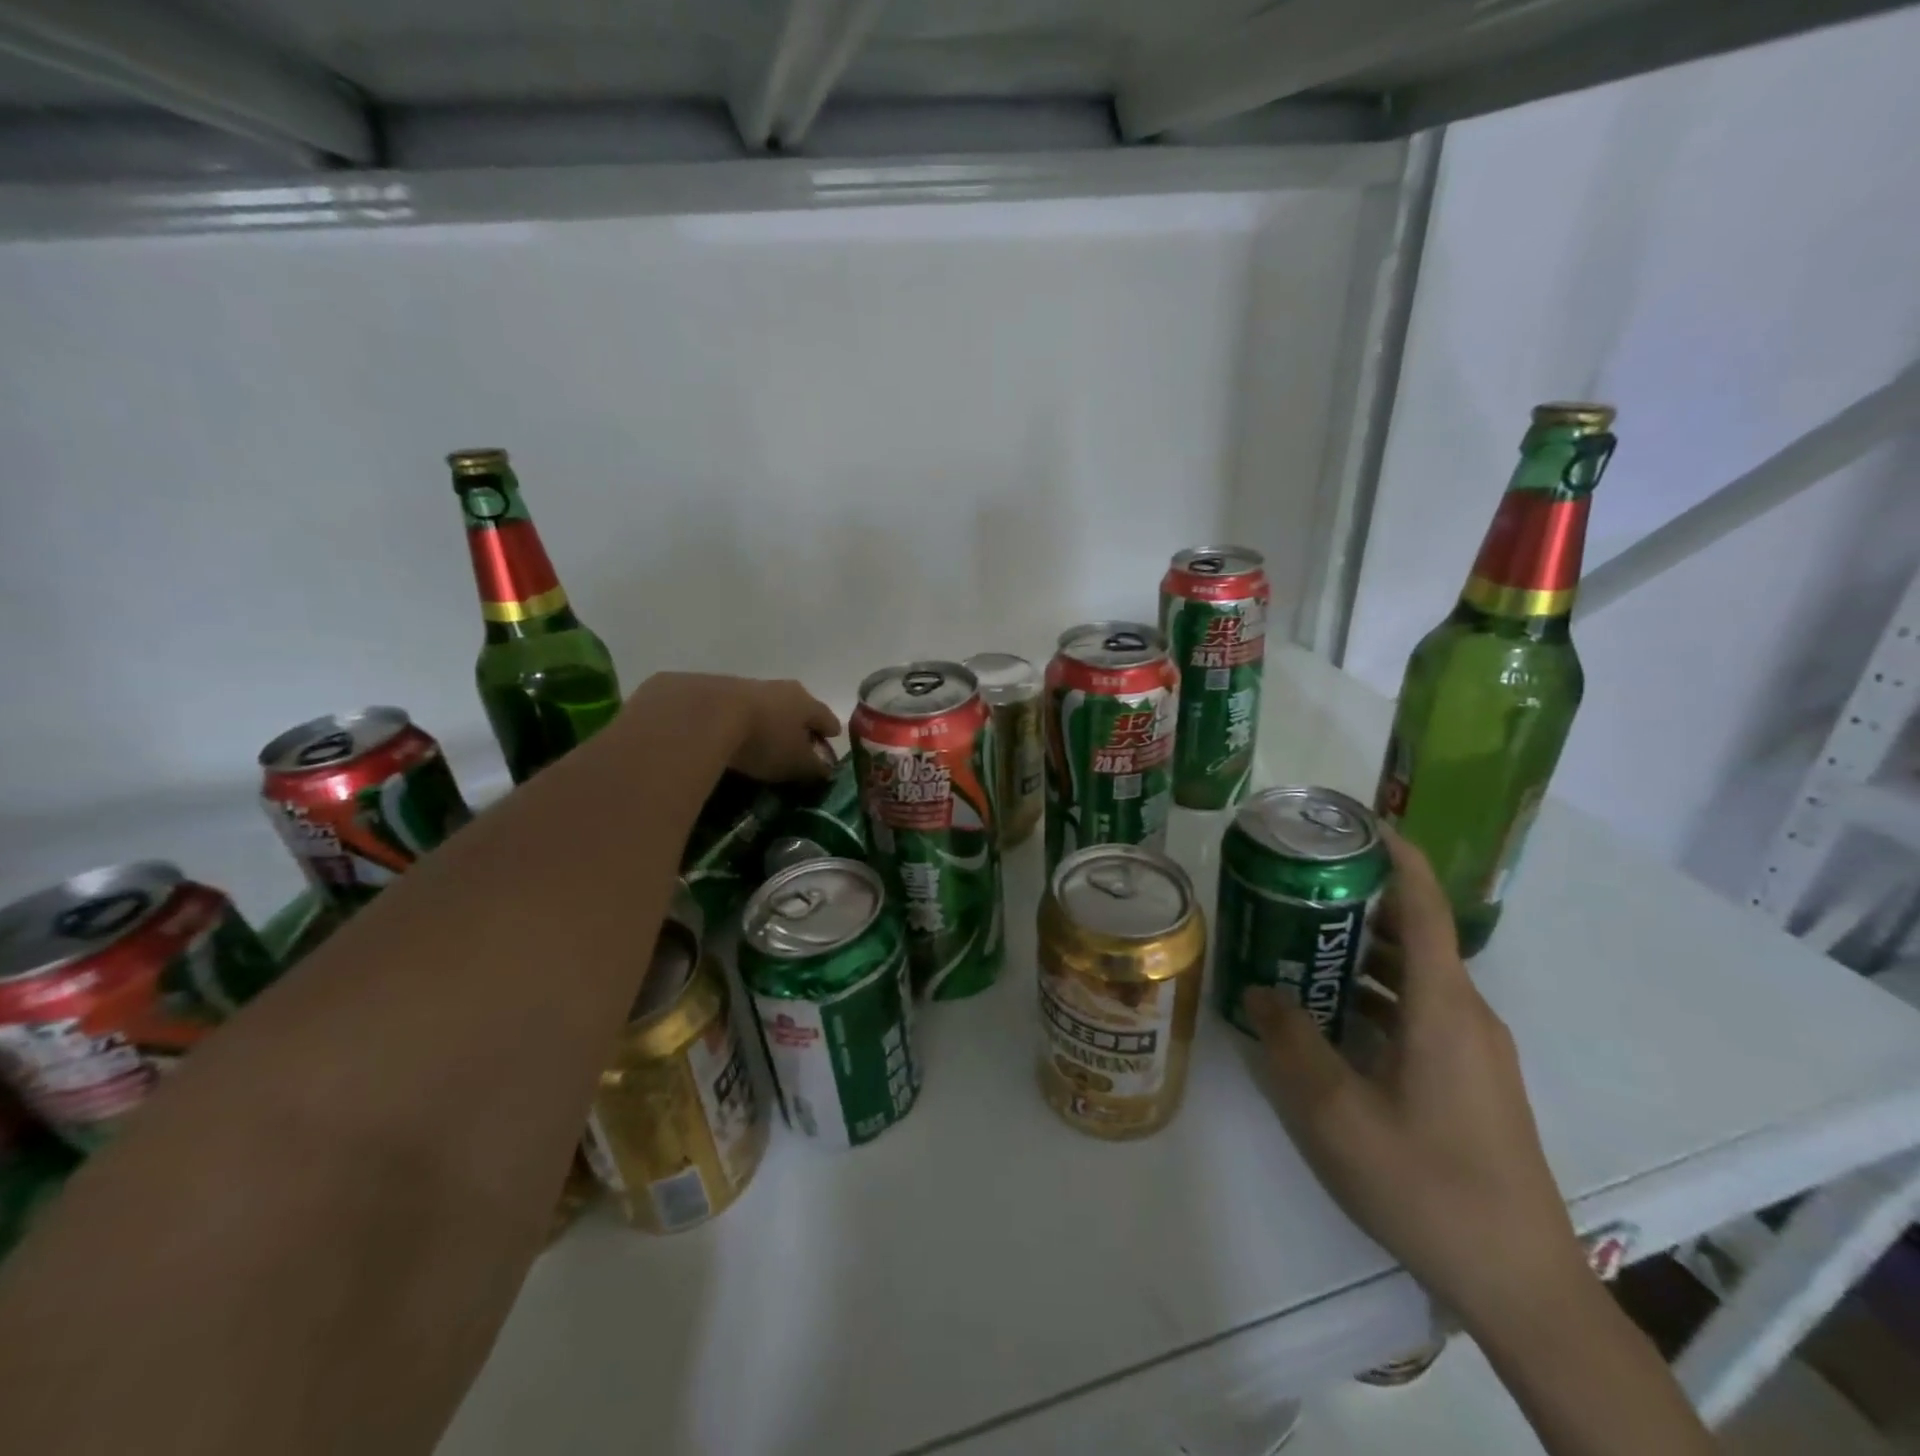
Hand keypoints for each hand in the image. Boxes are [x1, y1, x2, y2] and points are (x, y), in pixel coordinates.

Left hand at [638, 673, 840, 783]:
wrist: (703, 715)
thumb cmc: (764, 741)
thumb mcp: (796, 764)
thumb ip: (815, 768)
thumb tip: (825, 769)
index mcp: (805, 702)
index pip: (826, 717)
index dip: (829, 732)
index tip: (829, 743)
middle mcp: (778, 688)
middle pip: (794, 707)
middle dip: (796, 725)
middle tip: (794, 745)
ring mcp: (743, 685)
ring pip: (762, 706)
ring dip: (763, 722)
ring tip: (757, 744)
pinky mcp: (709, 690)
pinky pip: (730, 710)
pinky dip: (734, 723)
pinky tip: (726, 739)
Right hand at [1243, 828, 1588, 1333]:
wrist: (1523, 1283)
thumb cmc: (1428, 1183)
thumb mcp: (1336, 1113)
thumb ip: (1291, 1042)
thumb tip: (1256, 990)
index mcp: (1443, 1007)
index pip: (1425, 907)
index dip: (1396, 857)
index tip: (1355, 823)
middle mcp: (1466, 1013)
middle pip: (1415, 934)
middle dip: (1359, 902)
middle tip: (1296, 887)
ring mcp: (1474, 1048)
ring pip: (1416, 975)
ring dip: (1363, 952)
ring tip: (1301, 942)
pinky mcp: (1471, 1077)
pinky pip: (1421, 1010)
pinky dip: (1378, 993)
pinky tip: (1333, 1015)